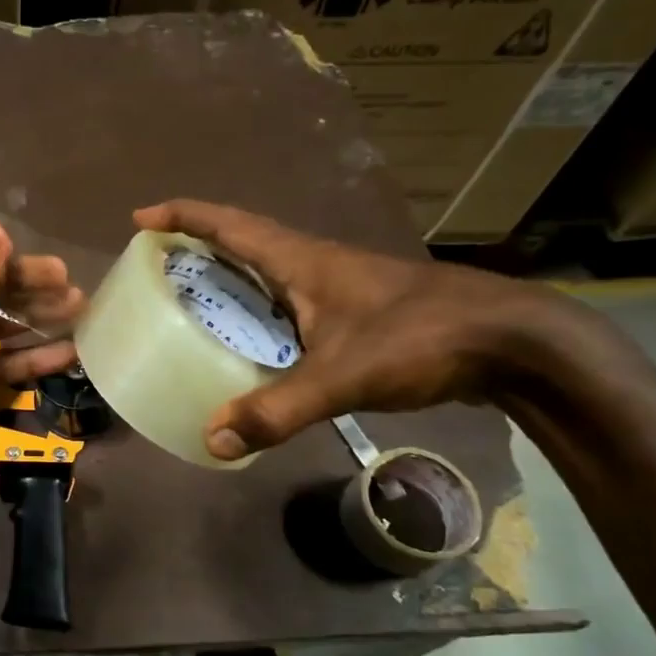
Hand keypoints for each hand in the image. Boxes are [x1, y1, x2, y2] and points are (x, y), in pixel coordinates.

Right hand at [133, 199, 566, 461]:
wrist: (514, 342)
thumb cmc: (423, 339)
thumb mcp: (343, 376)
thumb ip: (278, 409)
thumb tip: (213, 439)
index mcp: (302, 260)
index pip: (230, 225)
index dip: (183, 216)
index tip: (141, 220)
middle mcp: (316, 264)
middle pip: (244, 243)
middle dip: (197, 247)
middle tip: (158, 268)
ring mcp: (340, 287)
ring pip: (269, 273)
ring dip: (230, 278)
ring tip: (193, 304)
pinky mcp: (357, 312)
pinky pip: (290, 302)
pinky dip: (260, 311)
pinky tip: (254, 344)